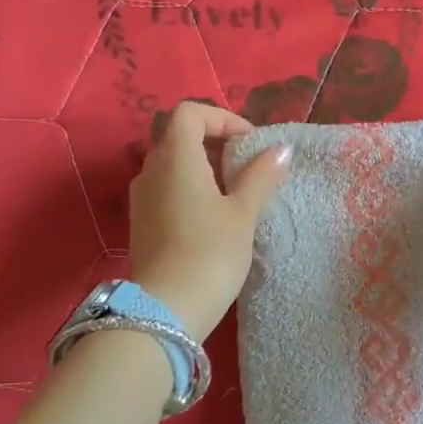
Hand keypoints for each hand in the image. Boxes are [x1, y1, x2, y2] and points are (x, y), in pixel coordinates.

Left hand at [128, 103, 291, 341]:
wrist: (166, 310)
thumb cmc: (210, 253)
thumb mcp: (243, 213)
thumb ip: (261, 176)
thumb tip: (281, 149)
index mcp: (176, 158)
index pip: (190, 113)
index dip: (222, 118)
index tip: (250, 142)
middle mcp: (151, 170)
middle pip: (179, 137)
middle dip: (215, 142)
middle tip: (248, 165)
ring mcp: (141, 198)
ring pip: (172, 165)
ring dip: (203, 167)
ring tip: (235, 192)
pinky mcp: (141, 223)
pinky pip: (166, 189)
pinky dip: (190, 188)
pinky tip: (213, 216)